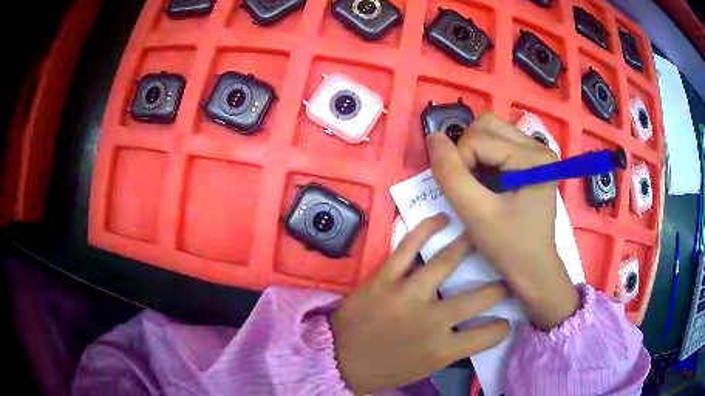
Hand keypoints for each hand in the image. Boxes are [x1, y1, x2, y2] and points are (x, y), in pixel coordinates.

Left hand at [331, 214, 508, 393]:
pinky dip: (426, 228)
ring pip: (448, 261)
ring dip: (471, 245)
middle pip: (481, 297)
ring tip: (483, 235)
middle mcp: (433, 320)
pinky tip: (442, 219)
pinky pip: (408, 246)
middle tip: (507, 278)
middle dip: (501, 287)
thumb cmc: (384, 369)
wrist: (338, 359)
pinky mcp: (385, 277)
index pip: (490, 335)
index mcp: (443, 349)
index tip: (505, 322)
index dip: (502, 327)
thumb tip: (476, 328)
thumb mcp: (426, 367)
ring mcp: (408, 294)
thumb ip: (454, 347)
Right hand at [427, 112, 578, 330]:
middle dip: (467, 150)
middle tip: (470, 183)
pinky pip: (498, 142)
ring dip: (474, 152)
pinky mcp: (532, 160)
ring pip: (491, 130)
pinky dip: (484, 157)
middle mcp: (539, 146)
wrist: (533, 269)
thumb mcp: (476, 215)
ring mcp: (537, 151)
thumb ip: (451, 175)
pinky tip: (488, 181)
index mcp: (533, 158)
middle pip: (486, 125)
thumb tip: (434, 138)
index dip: (459, 163)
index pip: (479, 139)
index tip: (464, 195)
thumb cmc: (509, 247)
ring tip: (479, 182)